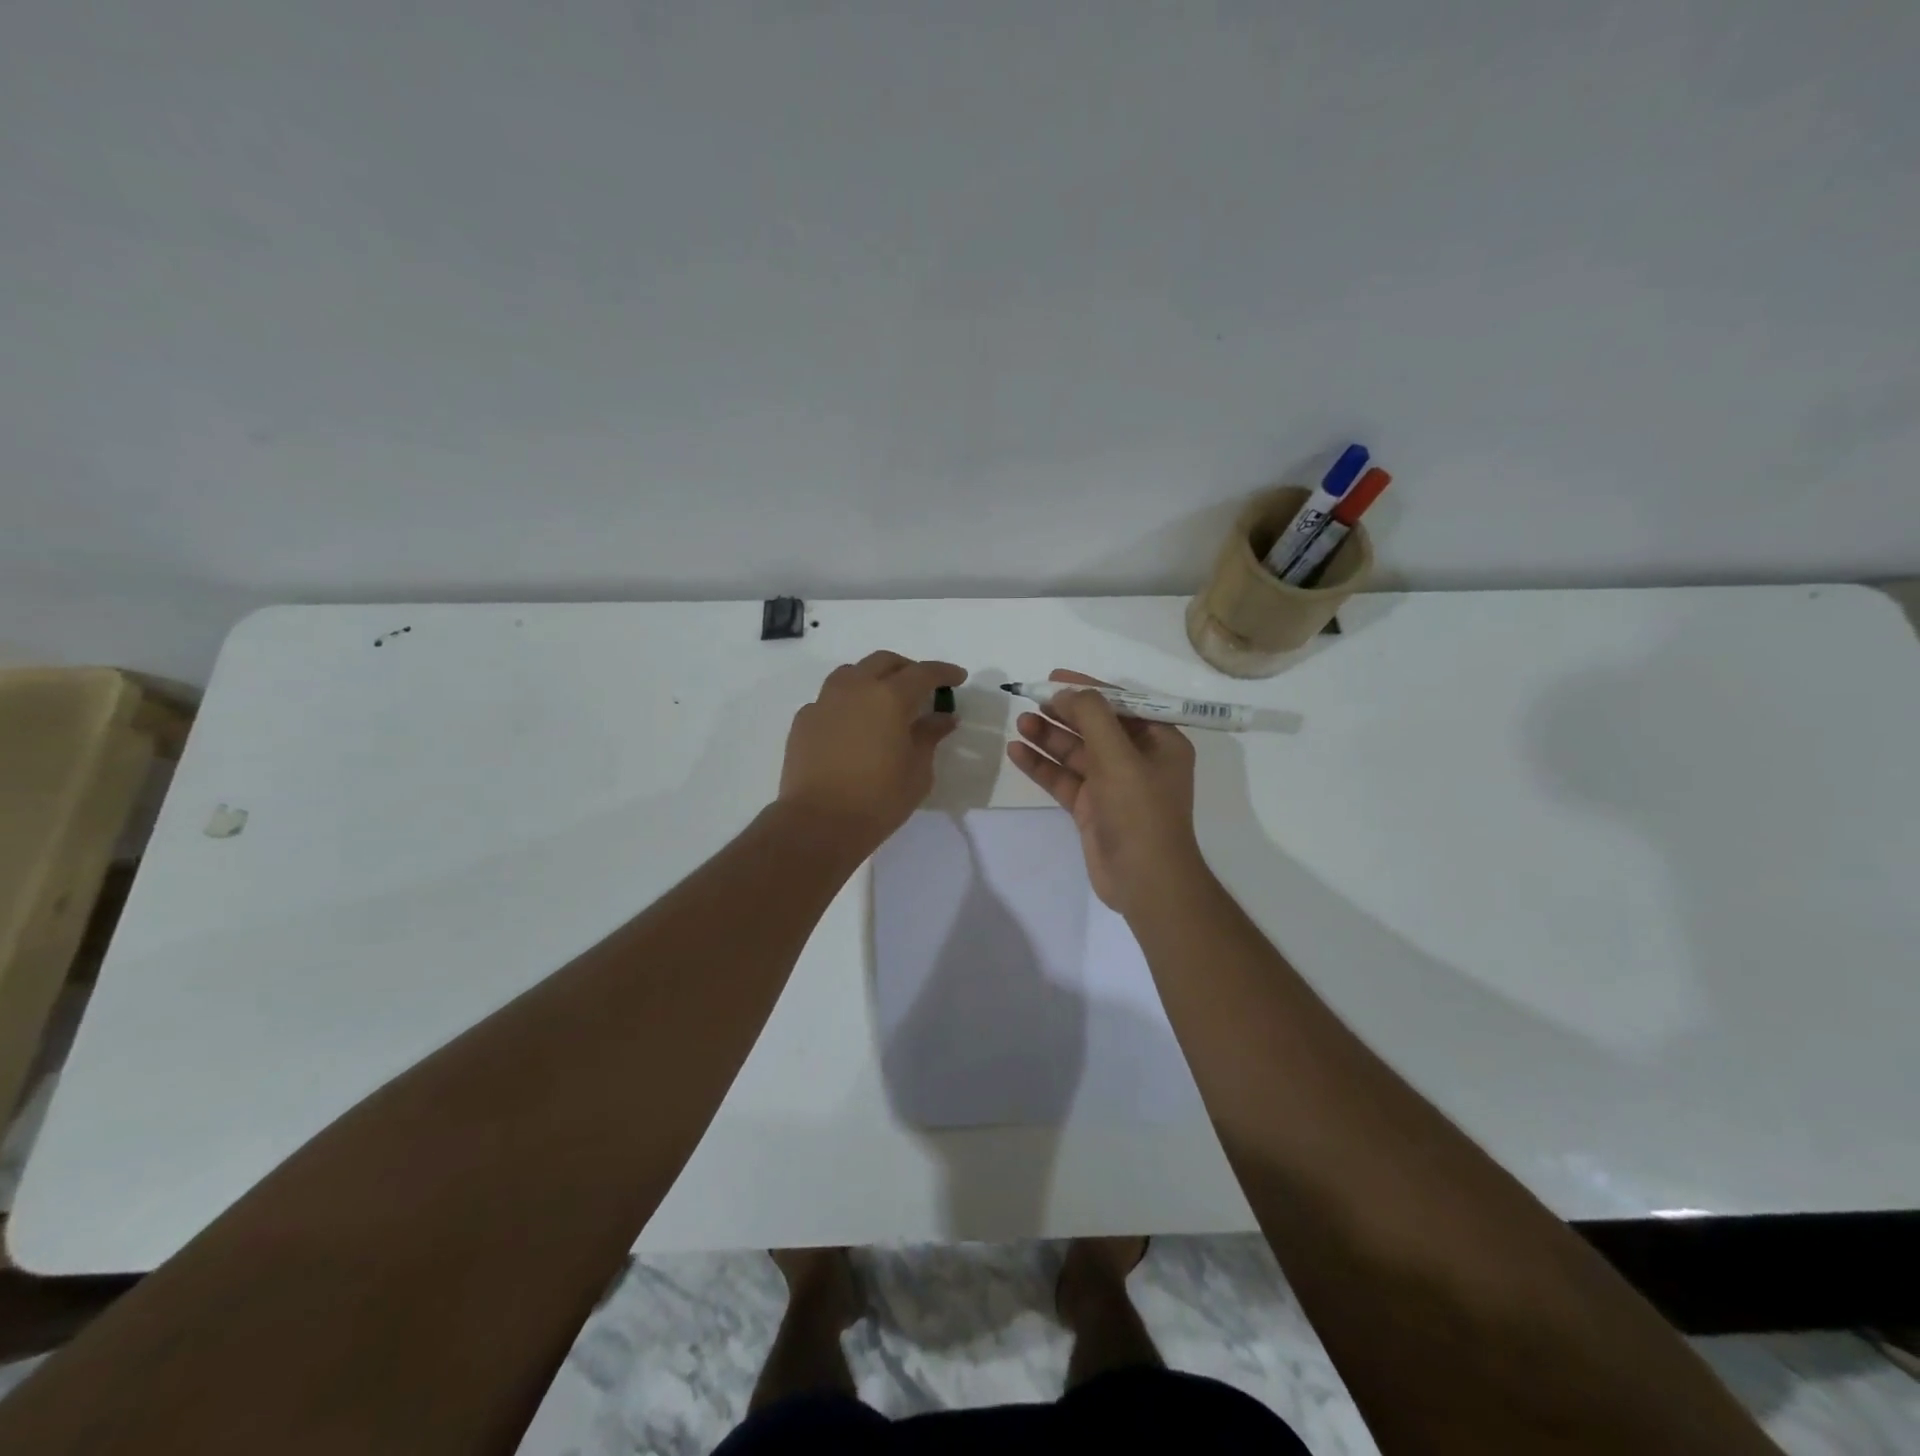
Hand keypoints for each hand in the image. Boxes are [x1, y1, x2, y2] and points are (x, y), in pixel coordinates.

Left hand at [778, 651, 966, 851]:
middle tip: (922, 687)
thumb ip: (929, 736)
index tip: (958, 677)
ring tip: (883, 700)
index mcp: (889, 697)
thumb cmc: (879, 798)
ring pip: (851, 673)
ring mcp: (824, 702)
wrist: (818, 822)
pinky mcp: (804, 720)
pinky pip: (829, 699)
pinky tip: (853, 725)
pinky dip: (847, 703)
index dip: (944, 672)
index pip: (923, 673)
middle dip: (907, 668)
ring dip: (873, 678)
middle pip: (884, 662)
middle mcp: (855, 688)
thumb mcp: (917, 770)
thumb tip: (943, 718)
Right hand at [1005, 670, 1206, 914]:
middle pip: (1095, 726)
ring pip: (1076, 753)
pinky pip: (1064, 778)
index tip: (1054, 677)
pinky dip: (1042, 765)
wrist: (1146, 881)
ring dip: (1049, 737)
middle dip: (1063, 713)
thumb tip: (1067, 692)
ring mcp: (1113, 786)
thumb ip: (1092, 717)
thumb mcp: (1119, 756)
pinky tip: (1017, 752)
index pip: (1121, 704)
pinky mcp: (1091, 808)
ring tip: (1020, 722)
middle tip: (1030, 699)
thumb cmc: (1140, 812)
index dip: (1088, 688)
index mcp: (1159, 742)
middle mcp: (1137, 760)